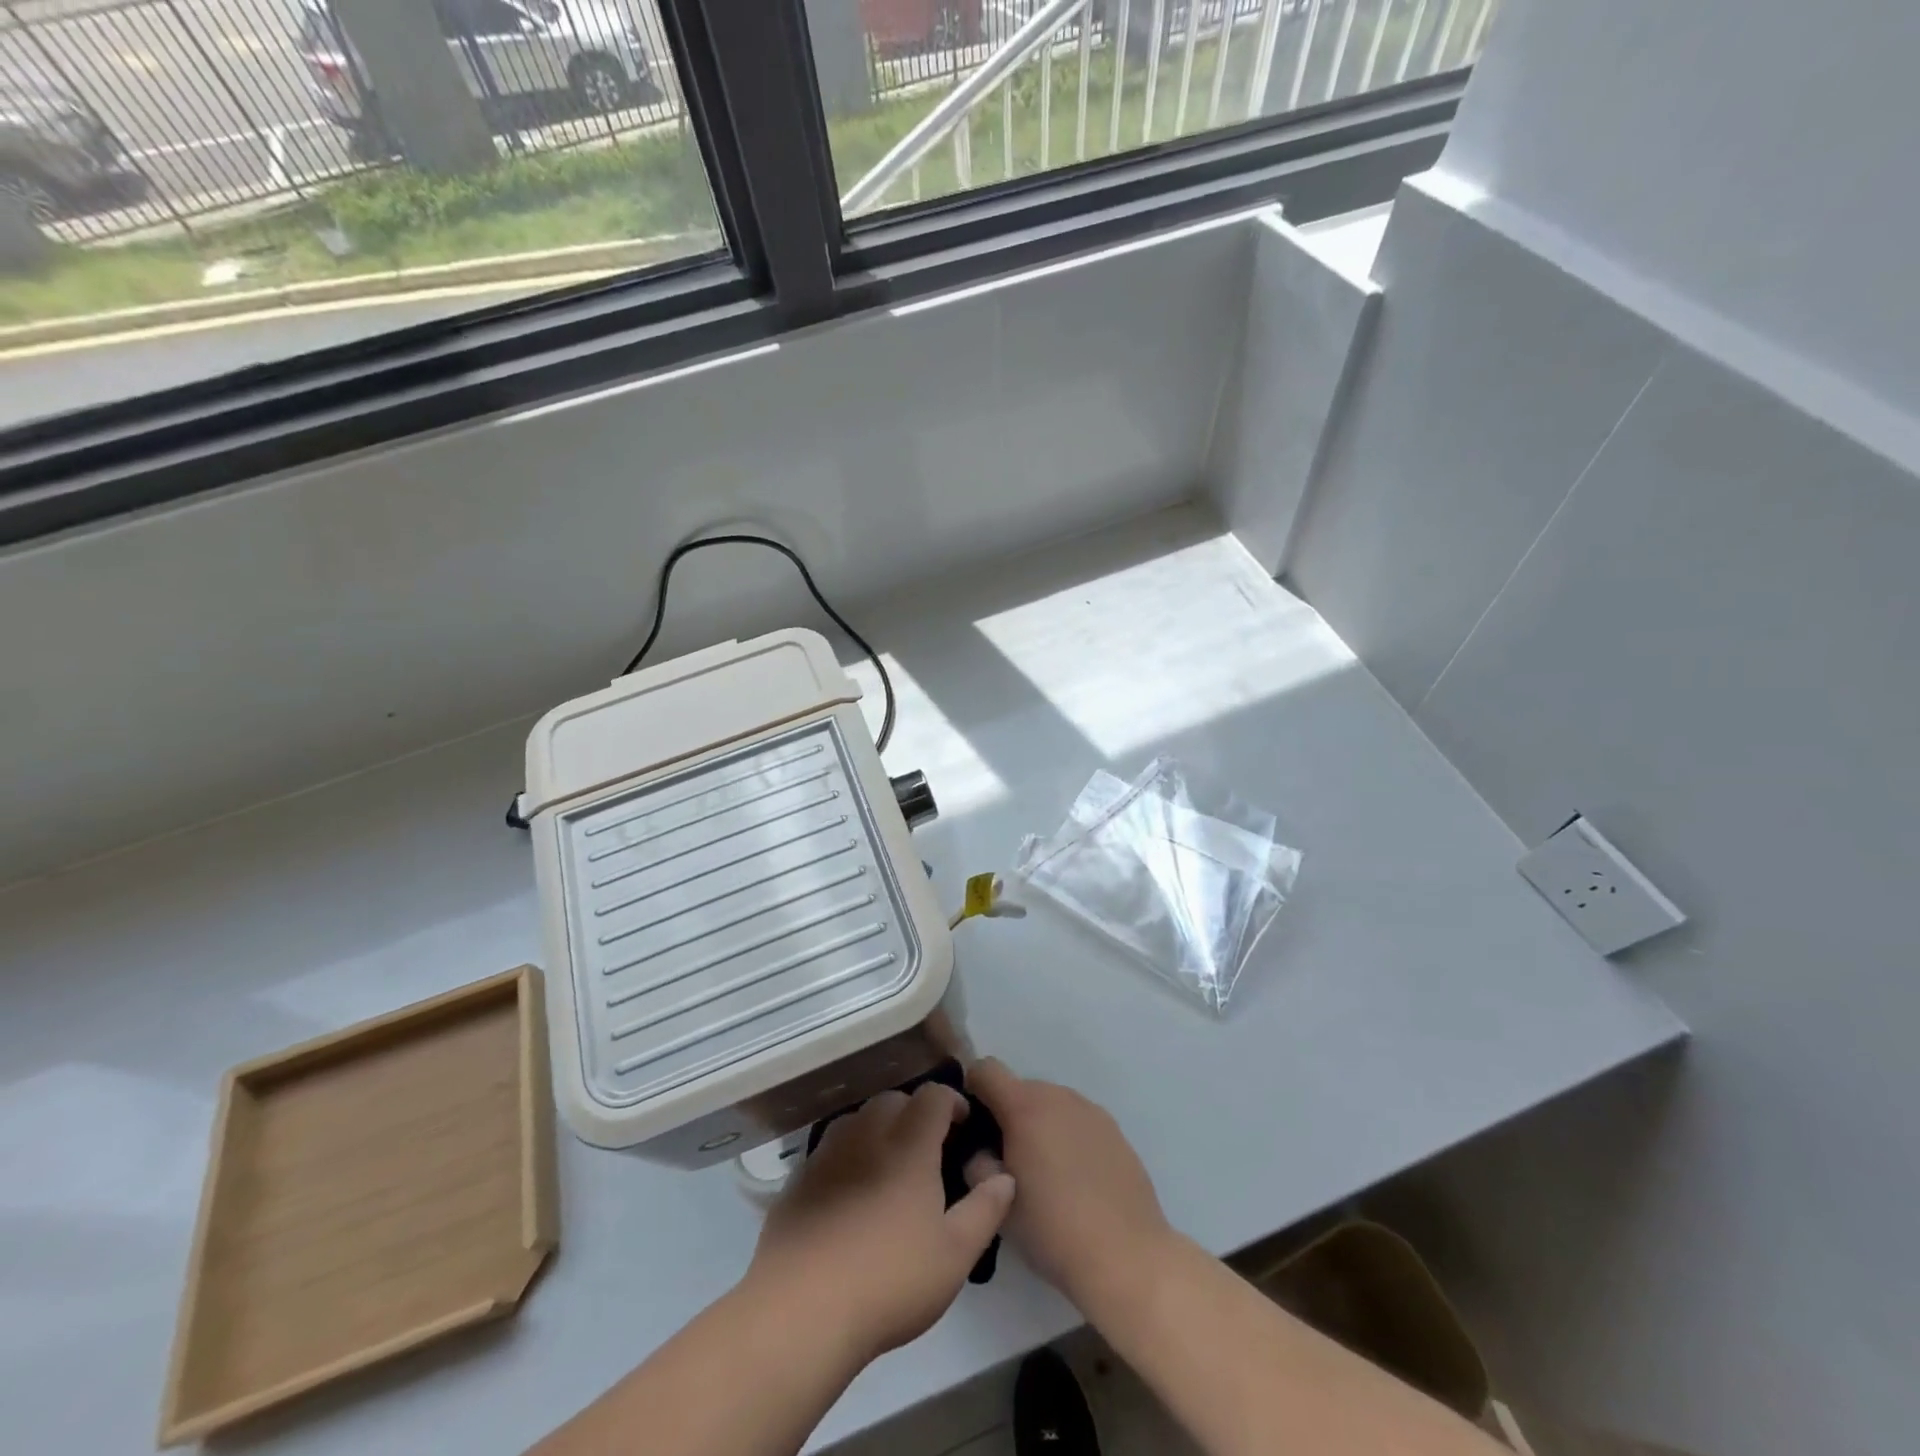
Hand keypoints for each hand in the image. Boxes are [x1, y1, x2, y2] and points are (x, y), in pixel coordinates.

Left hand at [744, 1083, 1015, 1364]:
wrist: (803, 1309)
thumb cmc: (890, 1279)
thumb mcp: (956, 1253)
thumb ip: (986, 1208)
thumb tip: (1005, 1176)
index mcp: (909, 1142)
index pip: (934, 1095)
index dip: (952, 1102)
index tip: (962, 1125)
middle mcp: (868, 1133)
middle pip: (894, 1099)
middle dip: (915, 1112)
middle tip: (928, 1148)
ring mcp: (828, 1153)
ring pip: (858, 1118)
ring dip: (879, 1127)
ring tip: (889, 1164)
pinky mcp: (799, 1178)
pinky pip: (830, 1148)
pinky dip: (848, 1154)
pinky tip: (850, 1192)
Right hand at [964, 1058, 1172, 1313]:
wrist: (1126, 1256)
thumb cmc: (1052, 1229)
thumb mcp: (998, 1204)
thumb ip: (977, 1165)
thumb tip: (981, 1149)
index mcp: (1025, 1106)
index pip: (986, 1069)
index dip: (973, 1089)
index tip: (973, 1124)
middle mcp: (1057, 1095)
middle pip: (1019, 1088)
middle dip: (1007, 1115)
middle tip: (1007, 1160)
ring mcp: (1090, 1109)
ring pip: (1050, 1104)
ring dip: (1038, 1125)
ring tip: (1044, 1173)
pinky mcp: (1113, 1128)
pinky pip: (1076, 1120)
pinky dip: (1066, 1136)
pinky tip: (1075, 1179)